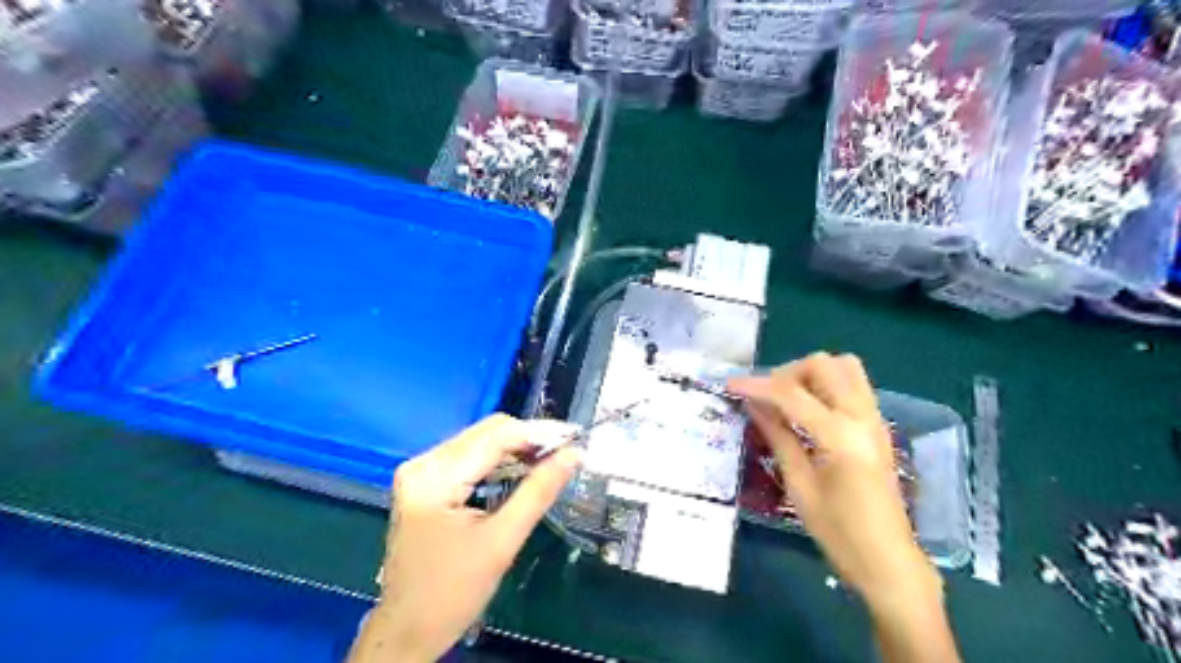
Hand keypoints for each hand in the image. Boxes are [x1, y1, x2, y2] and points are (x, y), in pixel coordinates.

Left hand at [354, 411, 585, 659]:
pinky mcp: (425, 481)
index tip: (574, 438)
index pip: (494, 437)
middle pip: (486, 433)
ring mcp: (421, 470)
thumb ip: (539, 492)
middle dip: (528, 439)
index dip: (537, 433)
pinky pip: (470, 456)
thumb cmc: (452, 593)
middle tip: (565, 453)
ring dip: (516, 448)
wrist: (407, 630)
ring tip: (549, 462)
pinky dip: (499, 460)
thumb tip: (574, 455)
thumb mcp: (502, 542)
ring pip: (480, 441)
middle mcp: (423, 463)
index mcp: (434, 477)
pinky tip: (521, 472)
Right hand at [729, 354, 941, 607]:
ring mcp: (875, 419)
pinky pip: (853, 385)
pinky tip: (808, 411)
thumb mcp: (799, 486)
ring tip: (788, 400)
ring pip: (844, 367)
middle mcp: (862, 417)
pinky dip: (827, 384)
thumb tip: (753, 405)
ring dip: (811, 374)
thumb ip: (778, 437)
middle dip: (788, 373)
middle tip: (766, 398)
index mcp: (840, 436)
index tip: (730, 384)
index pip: (791, 394)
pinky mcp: (878, 426)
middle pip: (823, 364)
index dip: (756, 385)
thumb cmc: (839, 534)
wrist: (889, 562)